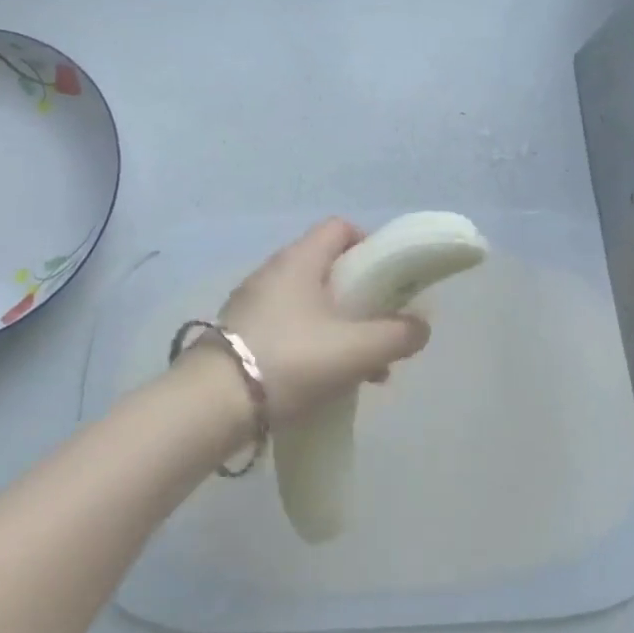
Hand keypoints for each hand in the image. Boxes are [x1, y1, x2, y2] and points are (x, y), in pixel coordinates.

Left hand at [214, 218, 430, 428]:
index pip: (340, 227)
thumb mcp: (357, 349)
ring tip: (364, 369)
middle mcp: (273, 272)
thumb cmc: (291, 360)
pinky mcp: (241, 335)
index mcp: (300, 260)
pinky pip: (289, 329)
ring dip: (341, 328)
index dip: (369, 245)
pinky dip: (314, 345)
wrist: (212, 405)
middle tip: (381, 329)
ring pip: (310, 304)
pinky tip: (327, 381)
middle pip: (328, 269)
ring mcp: (252, 304)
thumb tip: (420, 327)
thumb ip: (397, 335)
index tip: (389, 279)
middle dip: (361, 298)